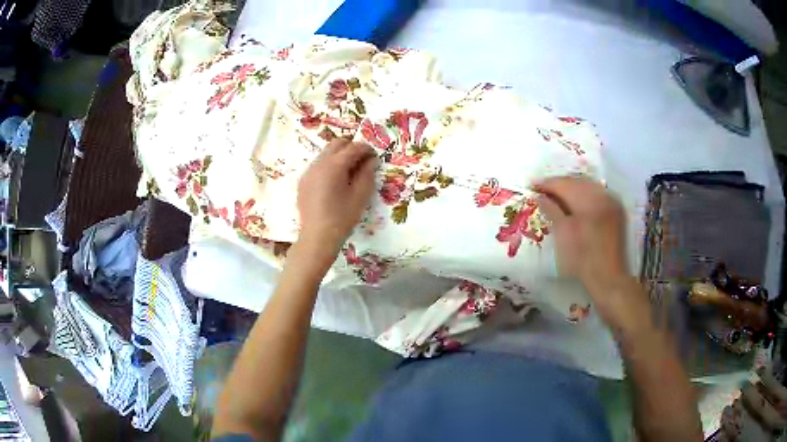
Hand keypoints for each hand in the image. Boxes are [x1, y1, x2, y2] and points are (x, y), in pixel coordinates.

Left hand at [297, 139, 376, 254]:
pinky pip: (318, 165)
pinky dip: (329, 165)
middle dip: (351, 147)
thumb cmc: (342, 217)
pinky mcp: (303, 181)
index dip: (366, 149)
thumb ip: (367, 174)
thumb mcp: (360, 196)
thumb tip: (370, 161)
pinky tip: (335, 181)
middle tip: (362, 160)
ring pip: (326, 153)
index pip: (354, 147)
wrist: (317, 237)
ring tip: (350, 171)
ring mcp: (309, 171)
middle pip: (337, 143)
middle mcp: (319, 163)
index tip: (374, 157)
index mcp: (334, 165)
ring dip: (339, 155)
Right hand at [534, 176, 640, 326]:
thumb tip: (541, 196)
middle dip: (558, 185)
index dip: (546, 184)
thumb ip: (551, 211)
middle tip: (541, 190)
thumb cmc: (582, 258)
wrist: (608, 278)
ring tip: (556, 196)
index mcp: (588, 199)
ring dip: (571, 190)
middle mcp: (602, 195)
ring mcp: (611, 202)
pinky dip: (583, 197)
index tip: (531, 185)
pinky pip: (597, 196)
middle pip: (576, 182)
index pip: (563, 183)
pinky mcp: (616, 212)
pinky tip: (575, 204)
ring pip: (587, 187)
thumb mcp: (562, 234)